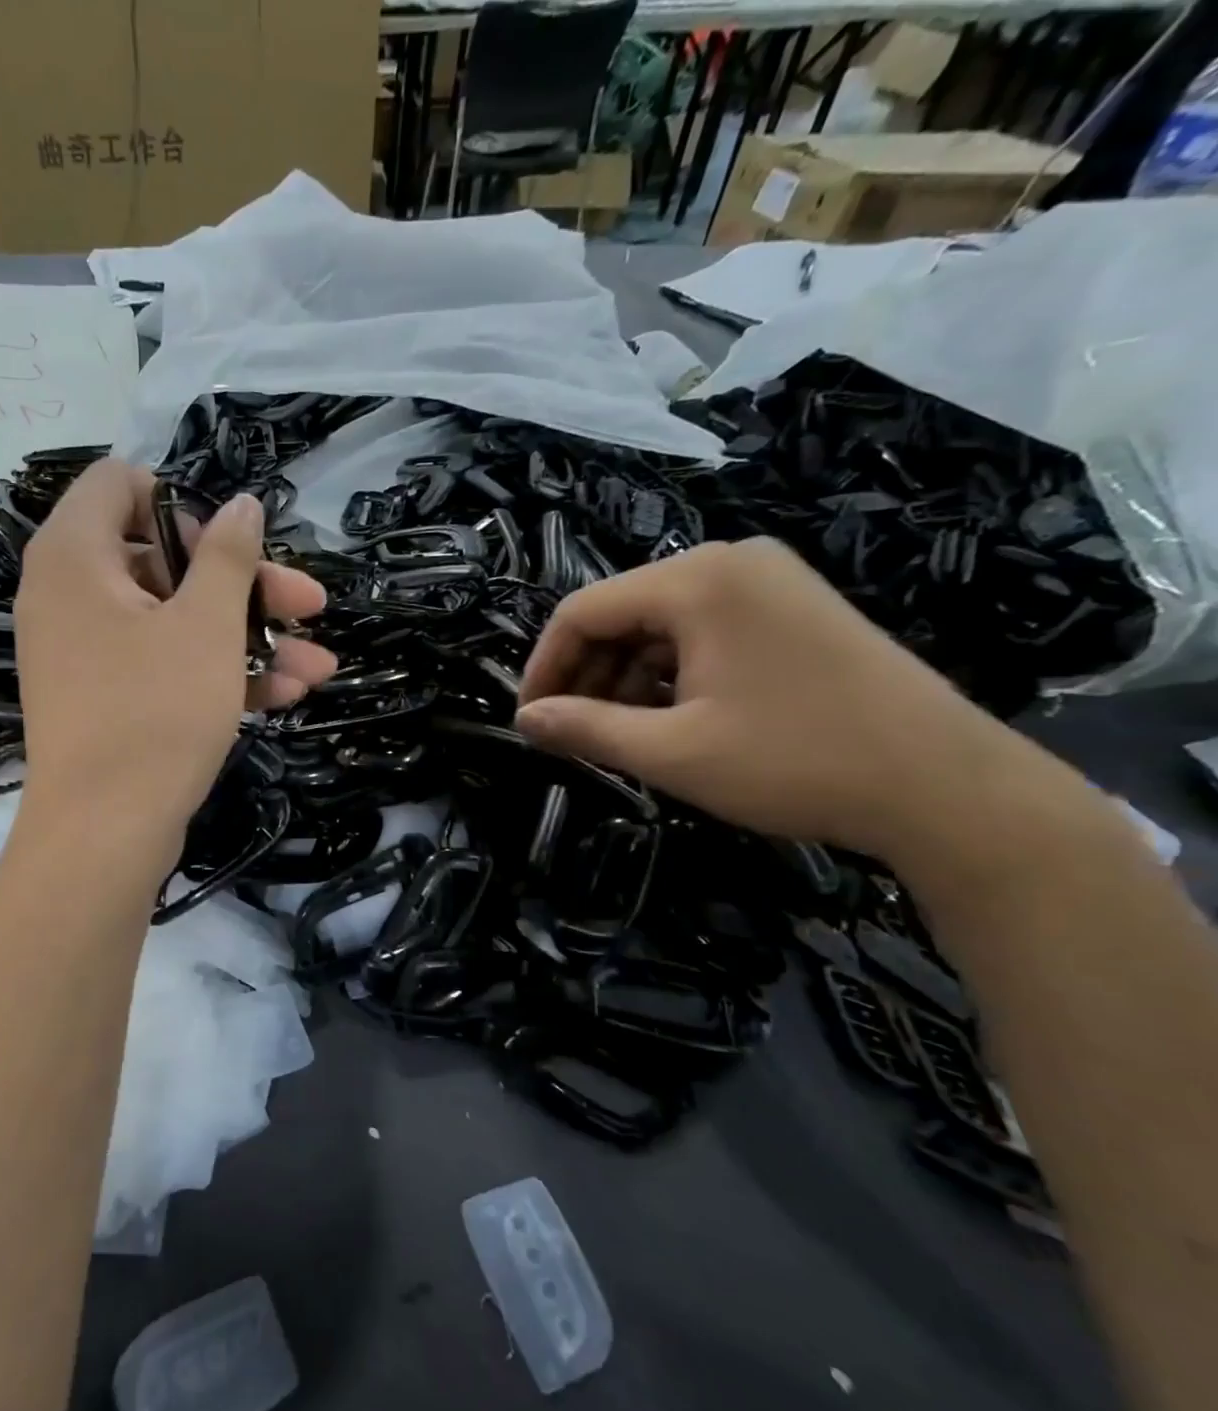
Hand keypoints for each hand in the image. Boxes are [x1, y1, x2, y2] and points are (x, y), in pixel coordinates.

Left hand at [14, 458, 336, 839]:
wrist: (103, 836)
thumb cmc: (154, 714)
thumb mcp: (205, 627)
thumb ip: (228, 556)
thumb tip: (242, 504)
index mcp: (75, 556)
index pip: (120, 484)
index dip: (181, 502)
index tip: (226, 547)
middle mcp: (70, 594)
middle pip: (164, 559)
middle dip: (244, 584)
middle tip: (307, 604)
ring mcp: (87, 651)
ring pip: (174, 620)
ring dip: (247, 636)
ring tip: (317, 664)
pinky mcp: (105, 697)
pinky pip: (162, 664)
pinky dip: (216, 672)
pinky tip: (286, 693)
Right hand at [514, 537, 1065, 864]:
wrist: (948, 788)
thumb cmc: (794, 762)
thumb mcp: (671, 752)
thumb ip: (585, 729)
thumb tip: (524, 721)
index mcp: (695, 581)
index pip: (582, 611)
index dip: (544, 668)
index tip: (530, 722)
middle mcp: (729, 562)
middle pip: (621, 613)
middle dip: (586, 676)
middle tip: (570, 735)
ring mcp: (768, 581)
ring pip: (660, 625)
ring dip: (626, 679)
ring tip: (618, 734)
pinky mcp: (794, 608)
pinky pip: (703, 632)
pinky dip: (671, 674)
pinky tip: (669, 718)